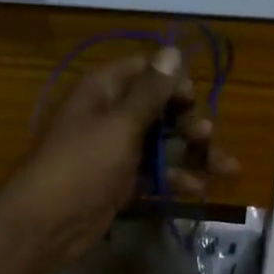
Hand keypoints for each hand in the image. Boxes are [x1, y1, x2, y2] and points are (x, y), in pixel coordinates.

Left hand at [0, 47, 238, 270]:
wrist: (46, 224)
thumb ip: (150, 91)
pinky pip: (154, 174)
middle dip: (189, 123)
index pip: (144, 71)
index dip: (173, 81)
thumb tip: (173, 50)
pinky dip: (175, 179)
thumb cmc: (82, 166)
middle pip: (159, 110)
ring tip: (226, 169)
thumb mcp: (120, 124)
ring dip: (192, 155)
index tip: (195, 98)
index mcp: (103, 91)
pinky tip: (199, 189)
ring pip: (162, 145)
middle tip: (208, 137)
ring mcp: (114, 152)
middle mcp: (109, 116)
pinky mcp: (120, 183)